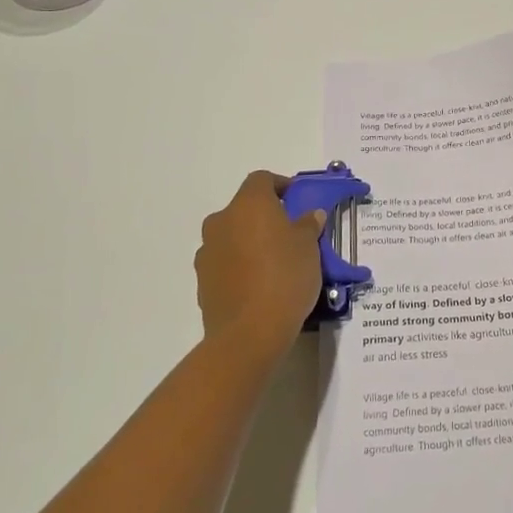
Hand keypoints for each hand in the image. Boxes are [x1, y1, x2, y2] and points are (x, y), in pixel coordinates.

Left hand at [194, 171, 325, 363]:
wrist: (249, 332)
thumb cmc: (285, 277)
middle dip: (266, 217)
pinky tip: (258, 284)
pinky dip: (239, 265)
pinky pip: (225, 261)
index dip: (281, 185)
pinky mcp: (202, 280)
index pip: (262, 179)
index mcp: (249, 204)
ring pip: (232, 235)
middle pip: (245, 208)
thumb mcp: (309, 248)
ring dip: (250, 241)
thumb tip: (310, 215)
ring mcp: (207, 251)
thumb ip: (308, 225)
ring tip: (275, 263)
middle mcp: (222, 220)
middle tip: (290, 234)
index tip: (298, 200)